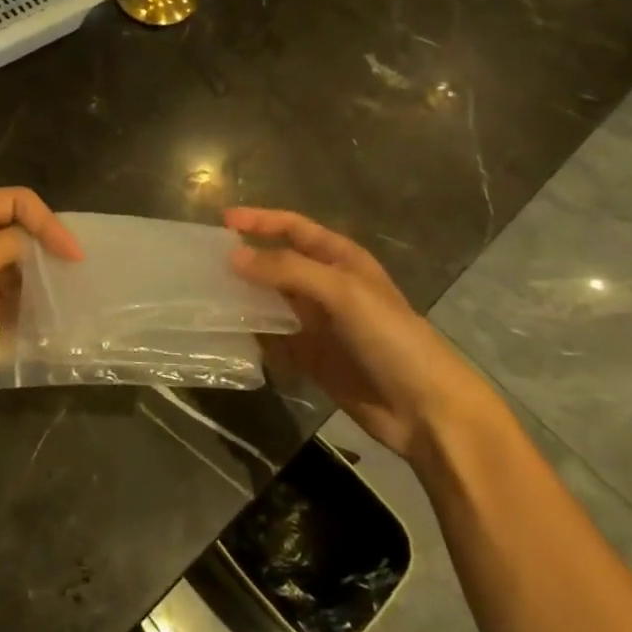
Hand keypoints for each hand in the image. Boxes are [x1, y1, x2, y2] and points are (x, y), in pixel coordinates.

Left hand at [0, 188, 81, 410]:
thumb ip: (14, 243)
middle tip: (71, 275)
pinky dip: (15, 302)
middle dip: (42, 250)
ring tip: (57, 298)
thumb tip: (40, 245)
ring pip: (8, 263)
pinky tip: (33, 319)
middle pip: (14, 230)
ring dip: (31, 278)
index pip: (17, 202)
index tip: (73, 255)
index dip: (48, 223)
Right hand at [225, 208, 481, 460]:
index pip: (294, 228)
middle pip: (278, 264)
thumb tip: (233, 257)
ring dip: (245, 298)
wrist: (427, 409)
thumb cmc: (391, 337)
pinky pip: (274, 339)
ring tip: (205, 296)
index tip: (222, 221)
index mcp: (341, 260)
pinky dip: (253, 335)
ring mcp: (318, 324)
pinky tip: (228, 335)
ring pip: (271, 302)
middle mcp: (327, 287)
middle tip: (204, 263)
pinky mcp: (311, 359)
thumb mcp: (343, 292)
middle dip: (245, 260)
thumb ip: (288, 270)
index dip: (260, 221)